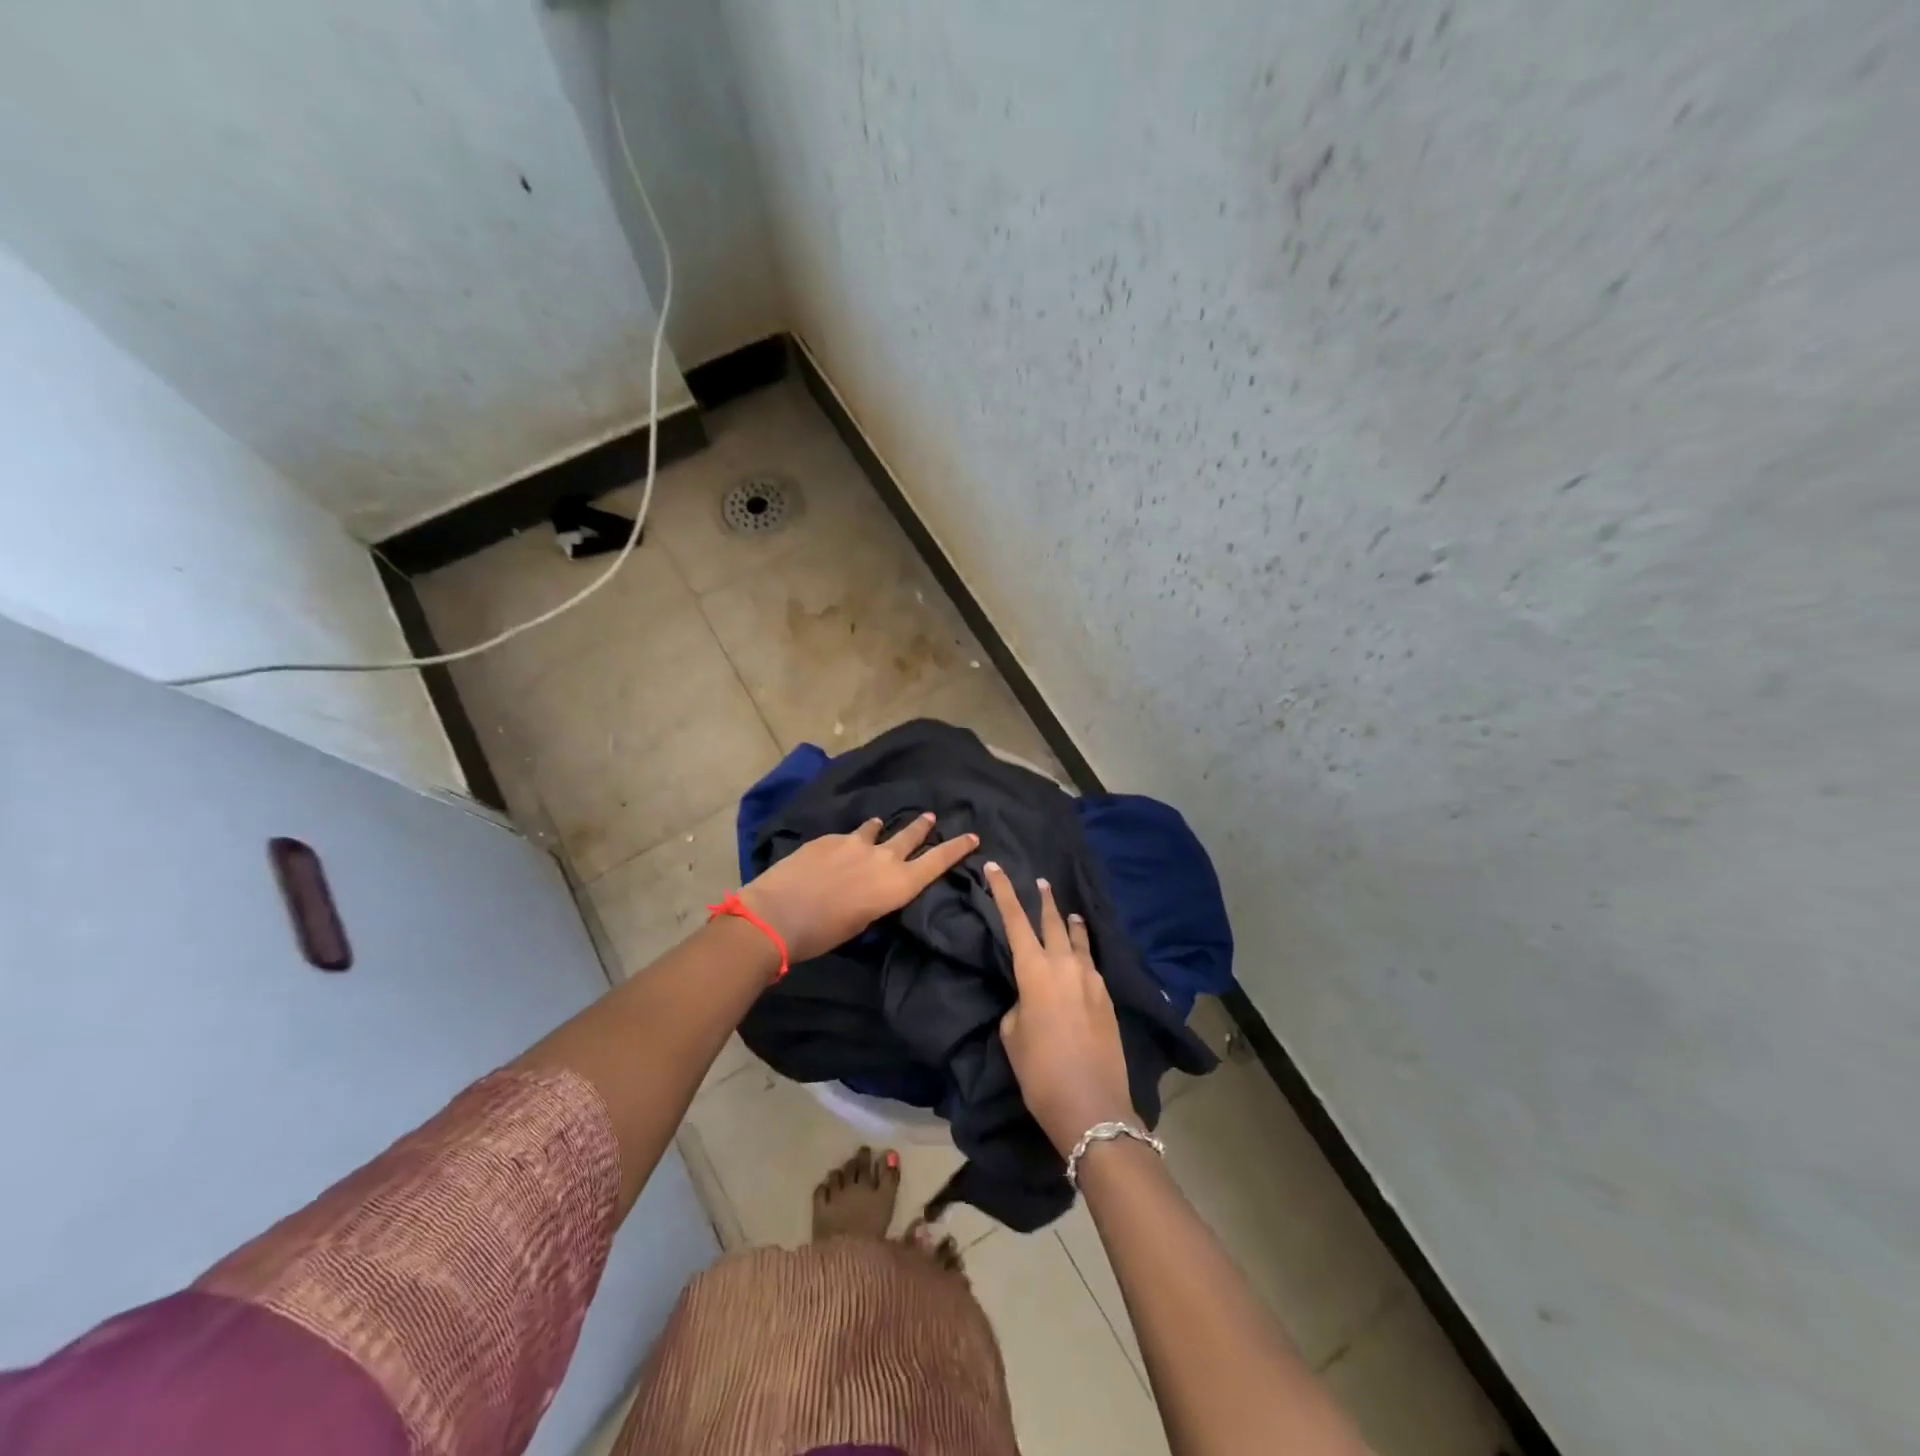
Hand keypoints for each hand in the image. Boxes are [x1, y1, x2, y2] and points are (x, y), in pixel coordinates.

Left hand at [739, 813, 977, 964]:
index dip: (957, 848)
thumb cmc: (824, 934)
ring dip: (882, 829)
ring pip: (877, 829)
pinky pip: (848, 835)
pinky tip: (840, 847)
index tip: (972, 835)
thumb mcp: (863, 921)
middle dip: (923, 827)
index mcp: (898, 885)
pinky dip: (851, 840)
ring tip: (880, 825)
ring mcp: (855, 843)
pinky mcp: (830, 838)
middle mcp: (883, 858)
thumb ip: (877, 898)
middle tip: (930, 817)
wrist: (778, 914)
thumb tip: (874, 887)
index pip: (937, 861)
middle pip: (911, 836)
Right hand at [983, 861, 1137, 1156]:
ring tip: (1068, 912)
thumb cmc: (1041, 1073)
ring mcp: (1092, 980)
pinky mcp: (1108, 998)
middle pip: (1053, 922)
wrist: (1093, 1107)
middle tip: (1041, 881)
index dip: (1004, 892)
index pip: (1016, 920)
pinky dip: (1084, 952)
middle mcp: (1066, 966)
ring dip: (1070, 924)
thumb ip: (1019, 1006)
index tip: (995, 867)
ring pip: (1079, 940)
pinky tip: (1083, 957)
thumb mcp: (1013, 1036)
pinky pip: (1092, 963)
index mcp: (1035, 971)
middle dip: (1044, 900)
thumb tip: (1030, 999)